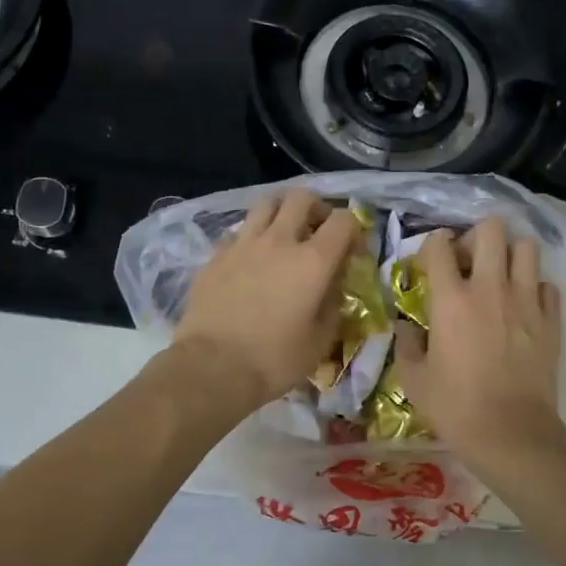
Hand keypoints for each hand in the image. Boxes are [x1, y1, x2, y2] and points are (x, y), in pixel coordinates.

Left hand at [172, 189, 360, 412]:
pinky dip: (251, 237)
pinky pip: (239, 231)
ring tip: (283, 235)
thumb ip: (333, 306)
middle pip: (302, 197)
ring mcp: (243, 244)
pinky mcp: (215, 255)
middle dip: (316, 208)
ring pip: (266, 204)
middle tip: (318, 231)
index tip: (352, 252)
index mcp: (314, 261)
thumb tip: (332, 288)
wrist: (212, 368)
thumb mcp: (320, 341)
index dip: (353, 230)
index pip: (344, 220)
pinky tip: (251, 260)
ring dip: (281, 212)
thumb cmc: (275, 359)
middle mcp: (279, 241)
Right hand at [393, 217, 564, 460]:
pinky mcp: (552, 320)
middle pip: (491, 230)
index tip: (431, 261)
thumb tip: (404, 328)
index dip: (433, 245)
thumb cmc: (455, 407)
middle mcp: (491, 288)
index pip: (440, 246)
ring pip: (527, 248)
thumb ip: (406, 345)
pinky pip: (547, 286)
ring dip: (511, 254)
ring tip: (501, 275)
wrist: (511, 433)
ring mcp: (526, 301)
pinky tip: (525, 306)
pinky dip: (535, 288)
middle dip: (477, 236)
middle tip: (470, 261)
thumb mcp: (413, 380)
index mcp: (451, 299)